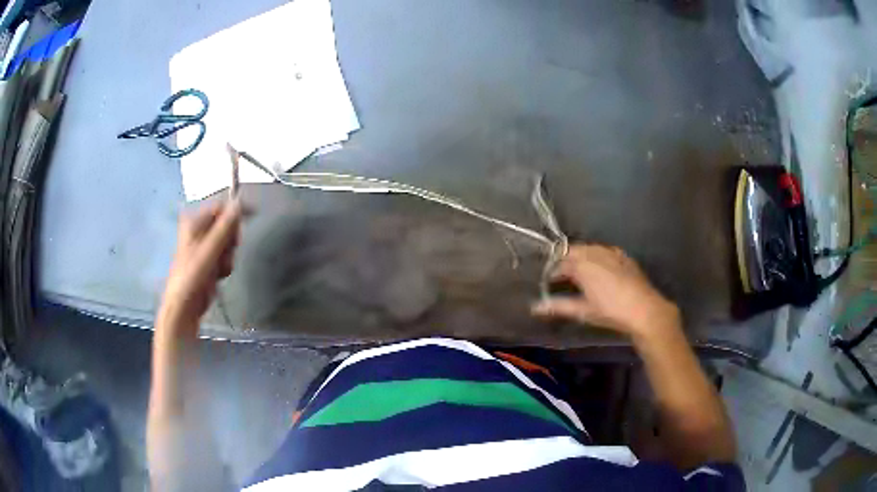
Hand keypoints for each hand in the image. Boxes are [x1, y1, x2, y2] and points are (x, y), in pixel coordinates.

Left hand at [157, 199, 242, 336]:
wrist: (184, 306)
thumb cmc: (193, 275)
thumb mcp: (210, 249)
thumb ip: (225, 227)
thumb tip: (239, 202)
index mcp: (194, 222)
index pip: (220, 208)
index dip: (235, 212)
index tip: (252, 217)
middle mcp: (198, 231)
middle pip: (225, 226)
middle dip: (230, 240)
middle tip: (228, 251)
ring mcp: (203, 247)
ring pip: (227, 243)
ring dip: (228, 256)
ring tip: (219, 269)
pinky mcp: (208, 261)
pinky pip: (224, 256)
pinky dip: (224, 265)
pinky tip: (218, 276)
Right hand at [532, 244, 678, 338]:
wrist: (644, 309)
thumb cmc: (610, 311)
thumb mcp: (582, 310)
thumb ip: (558, 306)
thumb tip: (535, 308)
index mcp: (582, 264)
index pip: (560, 263)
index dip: (552, 272)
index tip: (548, 283)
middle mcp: (595, 252)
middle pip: (573, 251)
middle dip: (565, 261)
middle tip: (561, 276)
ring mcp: (611, 252)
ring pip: (589, 248)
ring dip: (580, 257)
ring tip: (578, 271)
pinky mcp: (624, 256)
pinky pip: (604, 250)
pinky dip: (596, 256)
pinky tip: (599, 267)